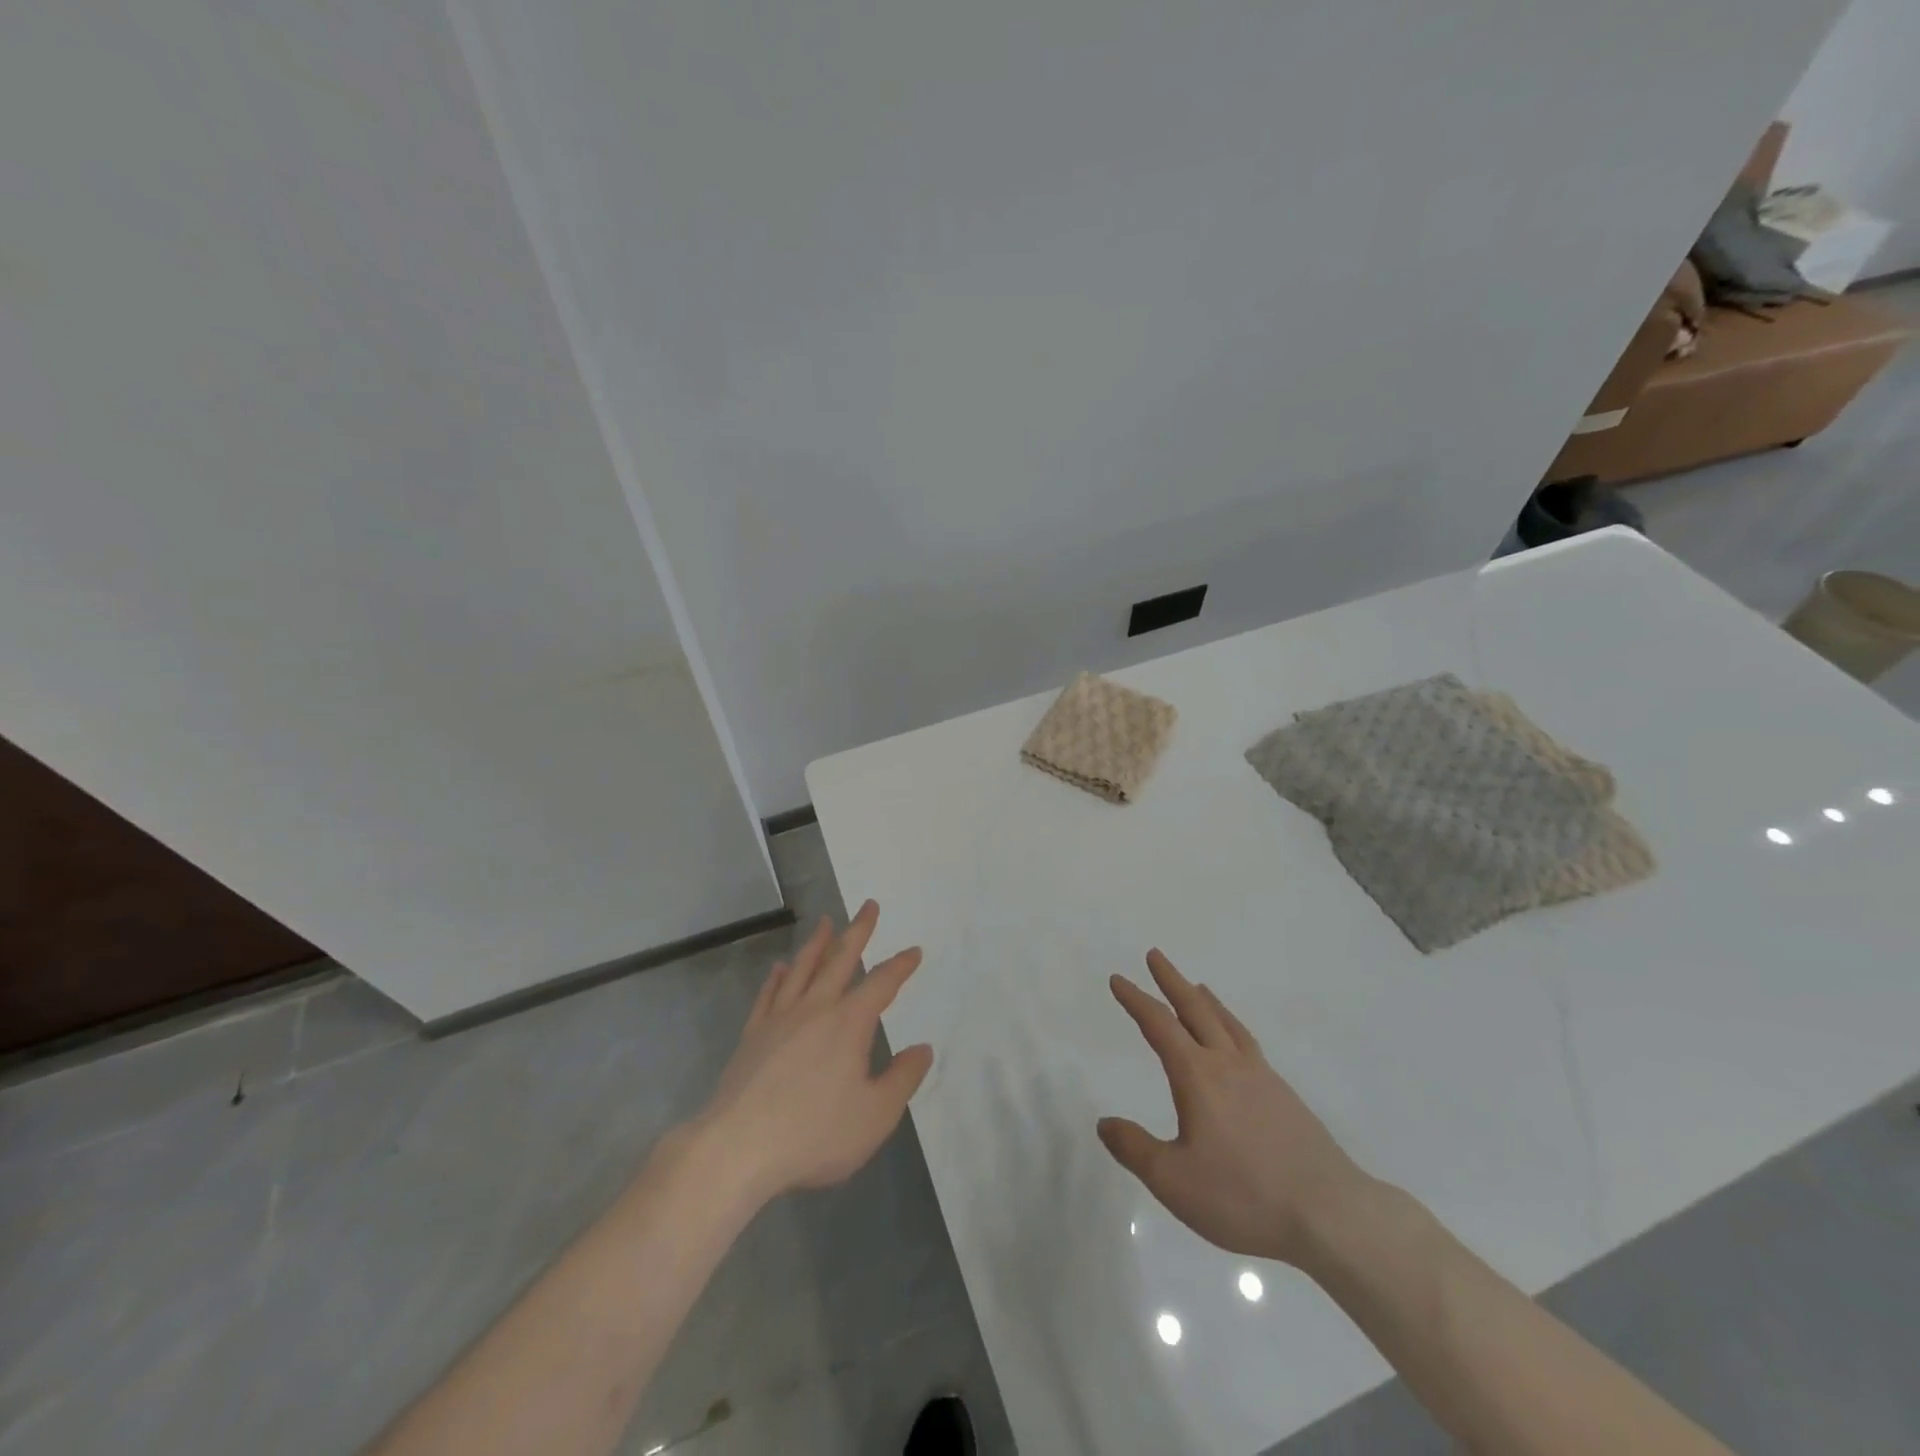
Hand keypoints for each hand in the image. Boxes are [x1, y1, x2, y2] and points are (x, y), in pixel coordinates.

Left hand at [692, 901, 932, 1207]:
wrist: (738, 1147)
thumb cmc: (814, 1134)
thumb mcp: (875, 1115)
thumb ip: (903, 1079)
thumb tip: (923, 1049)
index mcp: (849, 1023)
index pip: (882, 983)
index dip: (900, 965)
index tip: (914, 951)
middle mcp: (815, 1009)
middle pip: (840, 960)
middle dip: (858, 931)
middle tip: (868, 905)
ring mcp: (779, 1019)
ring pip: (802, 969)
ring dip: (817, 943)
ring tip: (825, 922)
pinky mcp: (752, 1036)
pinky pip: (768, 994)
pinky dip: (776, 977)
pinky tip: (780, 968)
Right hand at [1097, 950, 1368, 1266]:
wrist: (1330, 1214)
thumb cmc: (1244, 1196)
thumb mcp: (1174, 1181)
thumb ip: (1135, 1149)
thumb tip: (1105, 1122)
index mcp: (1198, 1076)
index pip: (1159, 1025)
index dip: (1136, 1000)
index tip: (1118, 979)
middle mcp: (1229, 1065)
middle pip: (1196, 1010)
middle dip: (1172, 981)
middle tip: (1155, 955)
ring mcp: (1262, 1077)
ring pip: (1228, 1024)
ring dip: (1206, 1000)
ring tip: (1198, 986)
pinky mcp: (1285, 1097)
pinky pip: (1249, 1044)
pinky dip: (1232, 1026)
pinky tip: (1235, 1042)